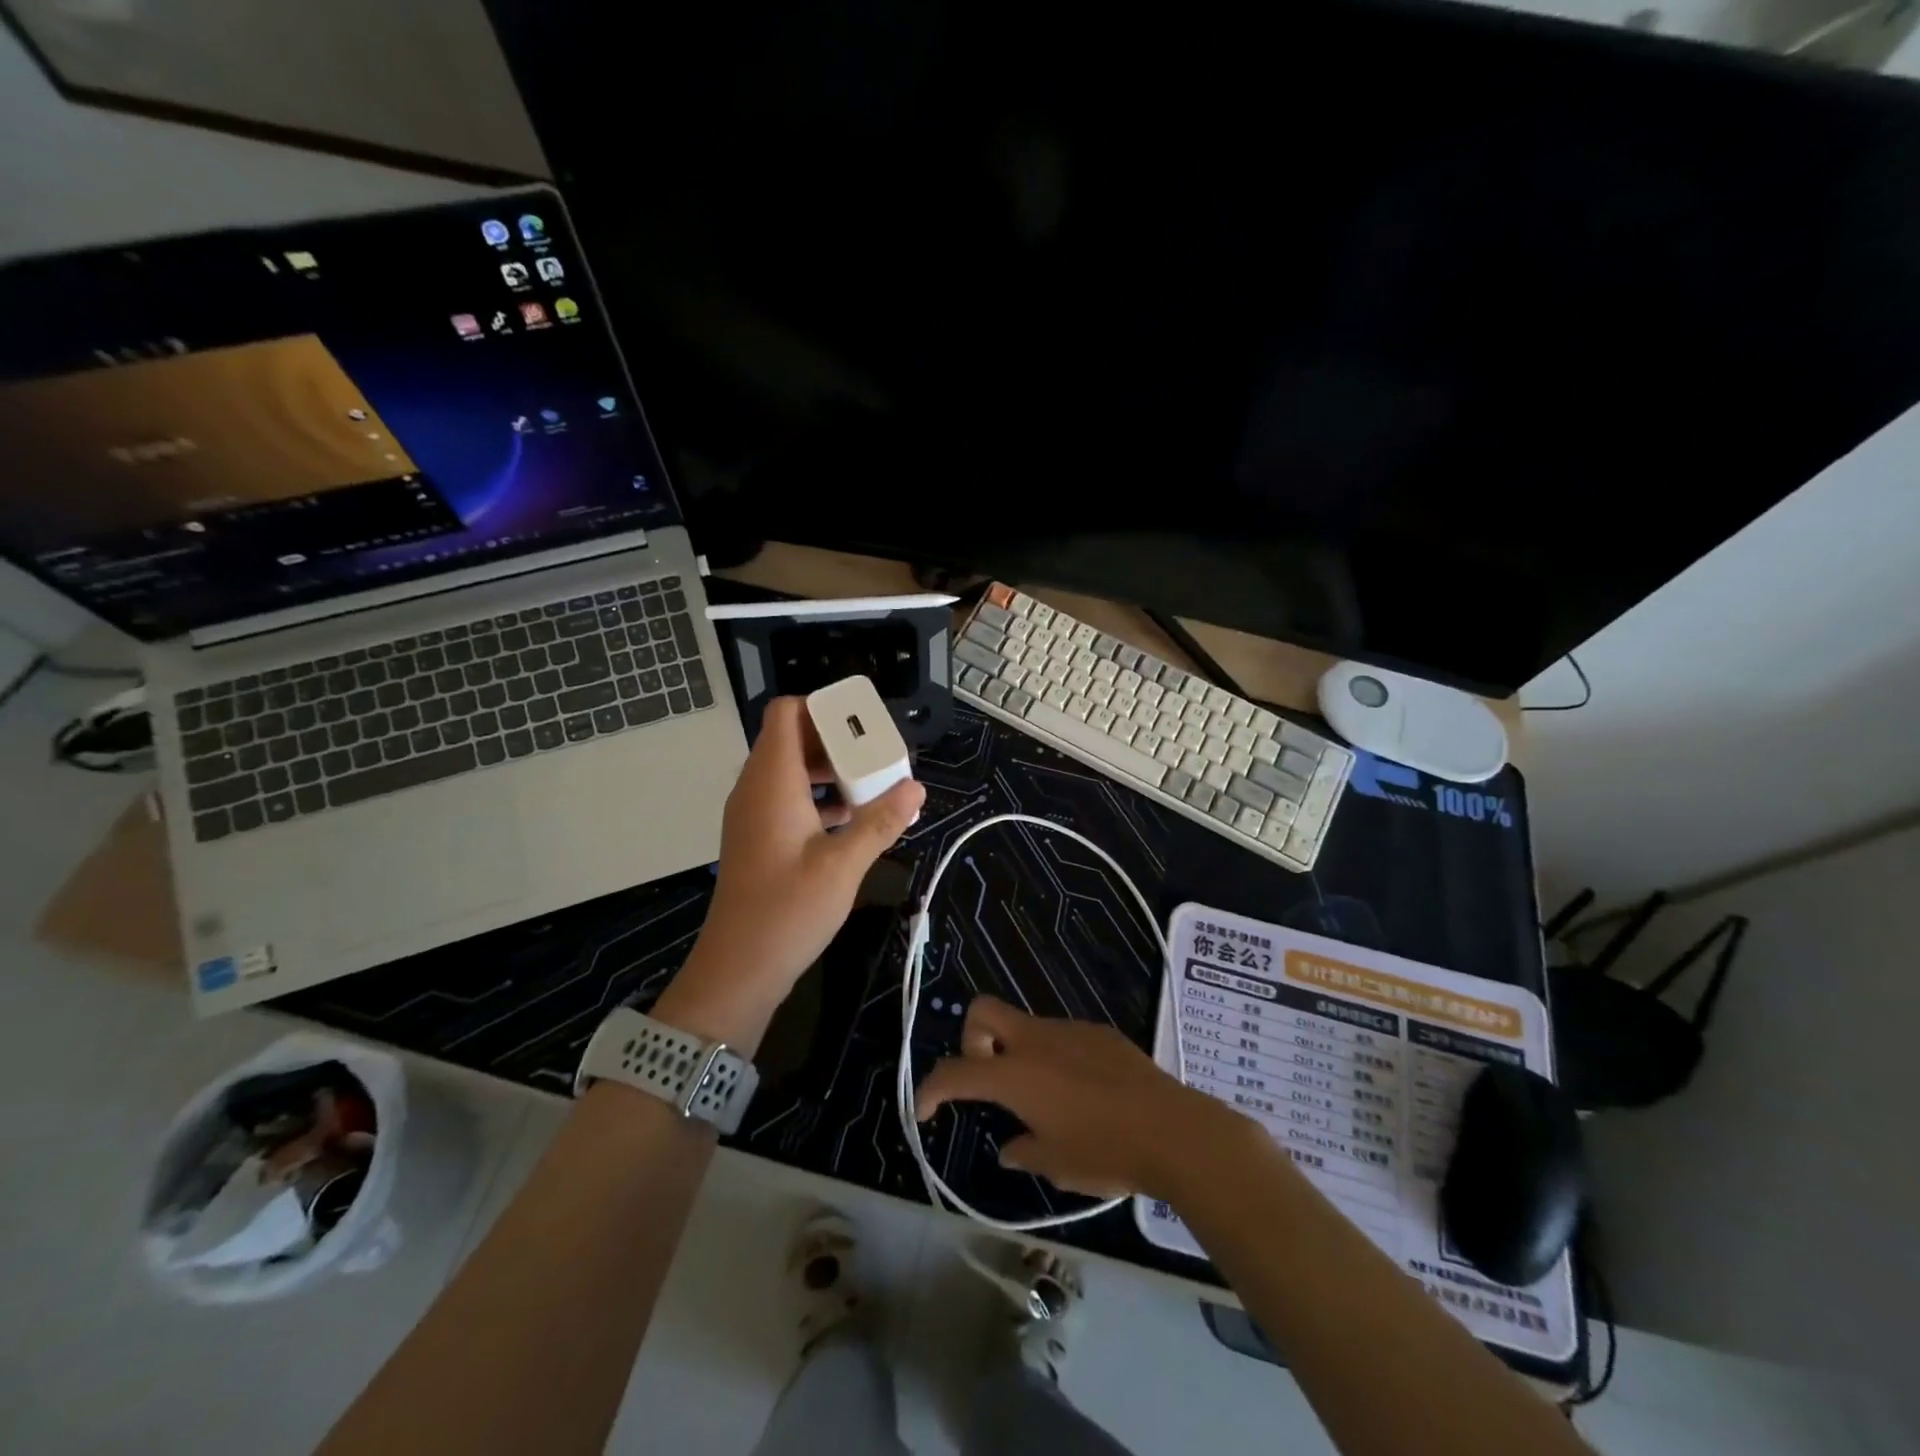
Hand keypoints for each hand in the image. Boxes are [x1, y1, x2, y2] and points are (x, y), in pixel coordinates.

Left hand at [659, 697, 924, 1047]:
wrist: (738, 968)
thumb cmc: (788, 910)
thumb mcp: (843, 864)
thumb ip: (880, 821)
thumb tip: (916, 788)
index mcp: (771, 781)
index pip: (786, 712)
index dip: (823, 707)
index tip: (863, 724)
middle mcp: (756, 788)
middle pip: (792, 738)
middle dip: (836, 740)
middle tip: (877, 755)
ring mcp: (753, 814)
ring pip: (791, 770)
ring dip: (830, 771)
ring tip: (872, 786)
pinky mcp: (758, 837)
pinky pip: (788, 798)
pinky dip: (818, 798)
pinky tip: (853, 820)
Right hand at [914, 995, 1257, 1201]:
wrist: (1172, 1130)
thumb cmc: (1106, 1152)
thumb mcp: (1056, 1166)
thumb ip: (1024, 1151)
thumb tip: (1010, 1147)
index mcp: (1015, 1074)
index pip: (955, 1072)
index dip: (930, 1089)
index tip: (926, 1111)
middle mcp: (1035, 1041)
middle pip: (983, 1010)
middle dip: (972, 1038)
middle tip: (987, 1077)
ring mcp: (1069, 1030)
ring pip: (1026, 1026)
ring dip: (1019, 1052)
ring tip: (1046, 1100)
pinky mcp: (1099, 1032)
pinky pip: (1062, 1037)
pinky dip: (1055, 1058)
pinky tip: (1083, 1093)